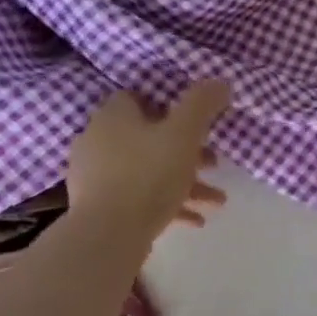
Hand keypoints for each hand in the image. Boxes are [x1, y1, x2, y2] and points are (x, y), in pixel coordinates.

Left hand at [66, 79, 230, 244]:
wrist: (108, 233)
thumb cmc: (149, 174)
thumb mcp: (184, 134)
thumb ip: (202, 104)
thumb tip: (220, 81)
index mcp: (114, 116)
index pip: (138, 98)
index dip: (168, 106)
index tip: (195, 123)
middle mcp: (98, 140)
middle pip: (148, 138)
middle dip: (187, 152)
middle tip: (214, 163)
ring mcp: (95, 176)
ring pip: (148, 171)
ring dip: (184, 183)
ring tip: (215, 200)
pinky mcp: (98, 206)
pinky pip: (138, 198)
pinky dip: (166, 204)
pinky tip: (194, 220)